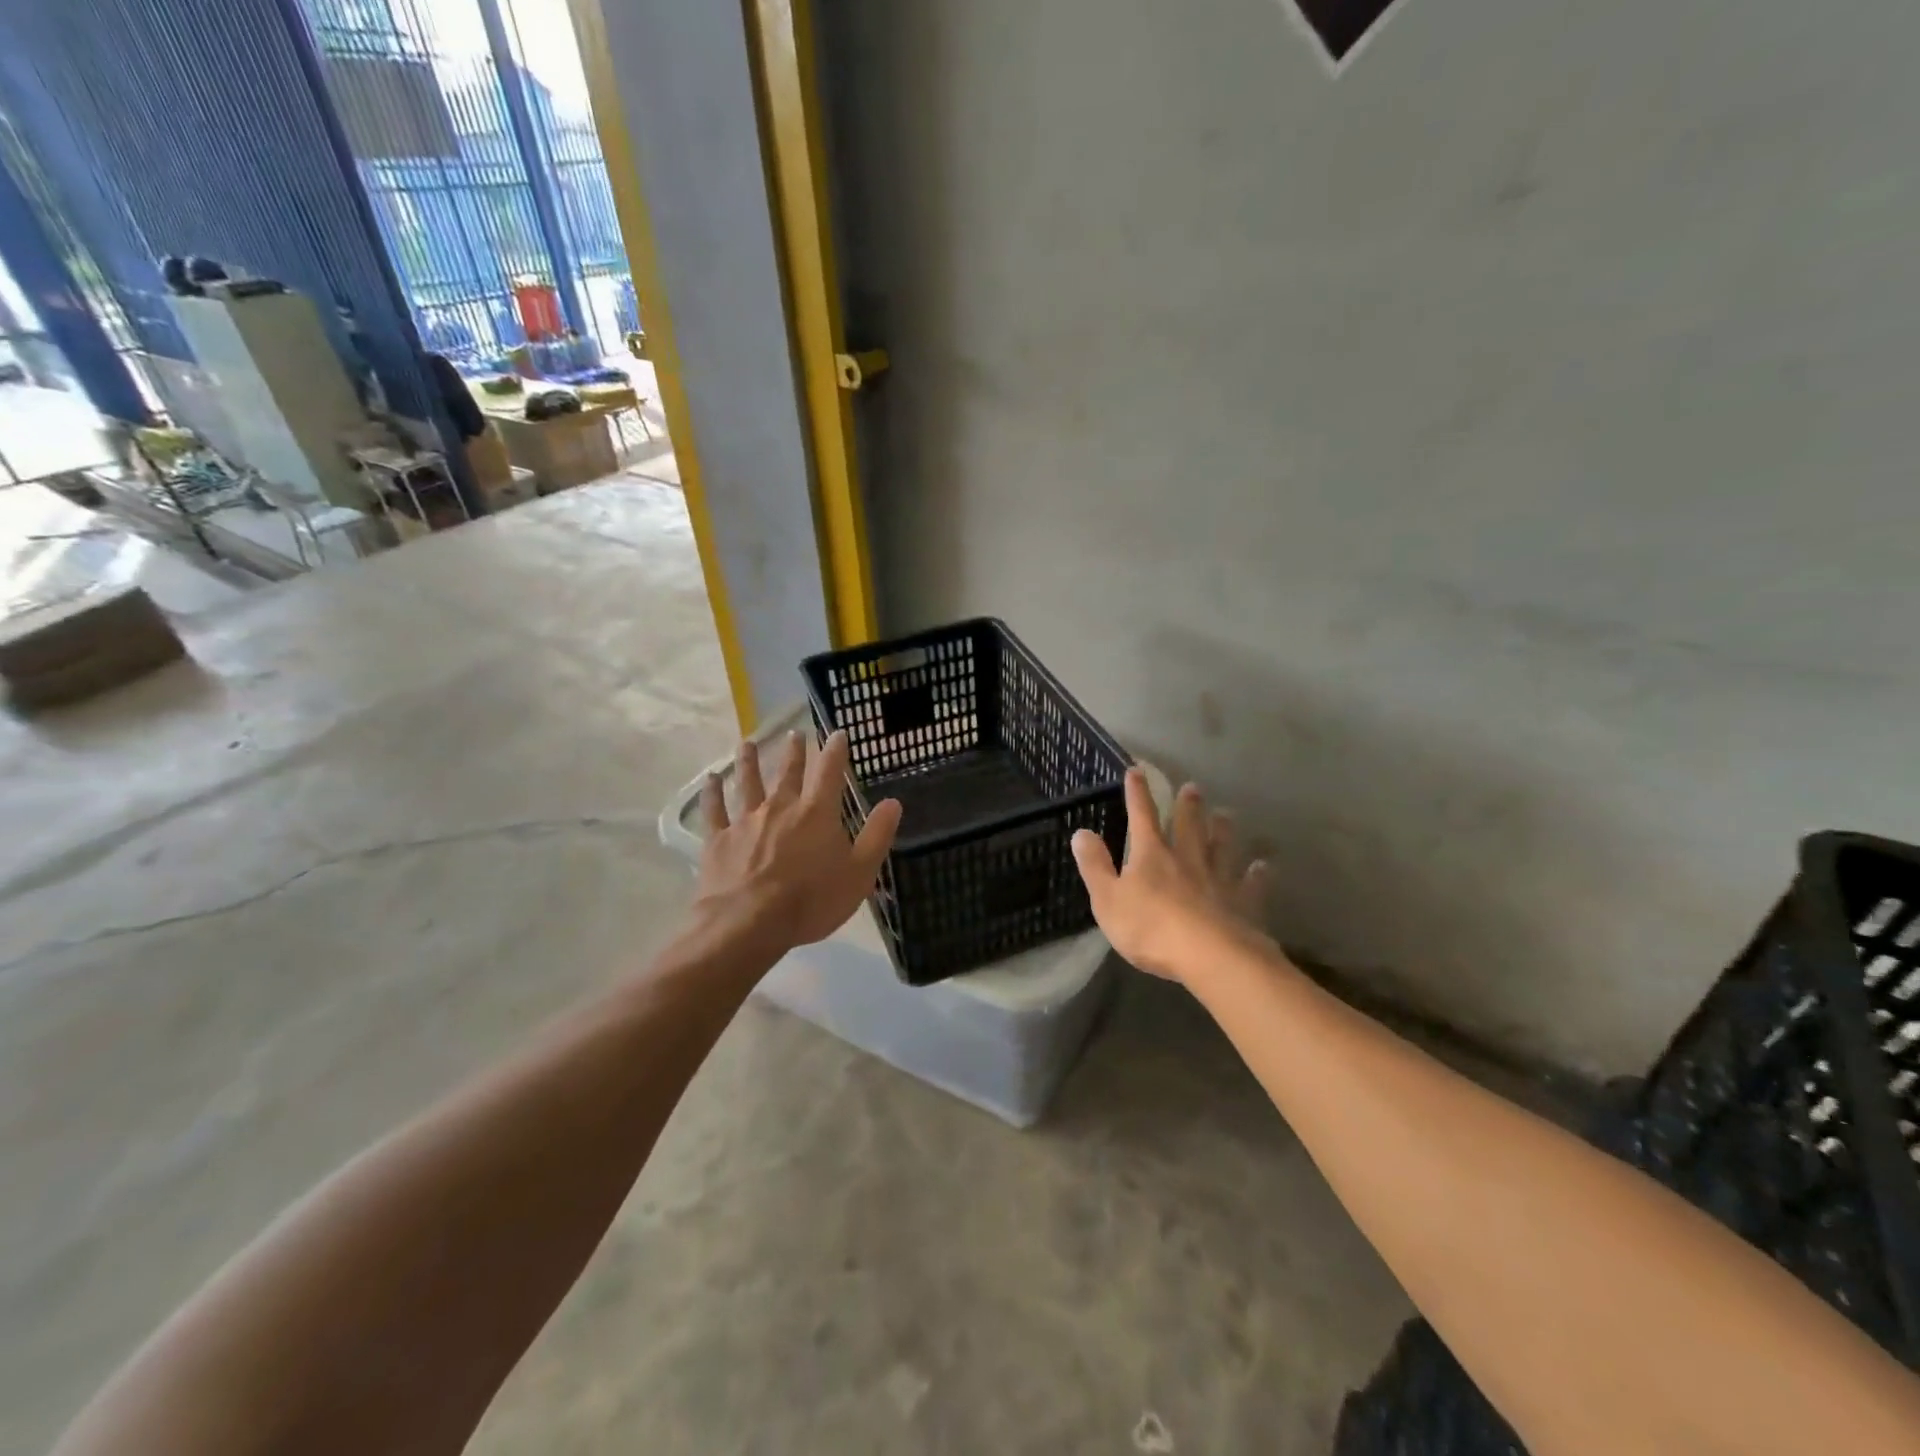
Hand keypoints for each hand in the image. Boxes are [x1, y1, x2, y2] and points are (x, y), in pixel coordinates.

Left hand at [694, 729, 901, 958]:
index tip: (838, 733)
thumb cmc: (811, 900)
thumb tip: (893, 802)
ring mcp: (746, 820)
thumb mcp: (859, 873)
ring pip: (748, 782)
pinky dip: (713, 792)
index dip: (835, 750)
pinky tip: (711, 779)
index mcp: (817, 813)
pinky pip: (714, 809)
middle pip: (788, 772)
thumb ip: (877, 835)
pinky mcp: (719, 839)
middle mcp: (781, 806)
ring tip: (748, 743)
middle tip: (794, 733)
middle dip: (794, 751)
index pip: (830, 772)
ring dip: (750, 762)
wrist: (748, 923)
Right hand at [1071, 770, 1272, 982]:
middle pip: (1187, 826)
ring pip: (1220, 847)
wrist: (1209, 956)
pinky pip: (1250, 884)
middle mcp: (1186, 859)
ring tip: (1225, 813)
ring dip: (1222, 829)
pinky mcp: (1242, 903)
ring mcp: (1218, 879)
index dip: (1137, 794)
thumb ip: (1095, 865)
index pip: (1141, 817)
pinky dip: (1256, 874)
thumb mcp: (1107, 899)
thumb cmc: (1150, 928)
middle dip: (1187, 806)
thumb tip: (1081, 832)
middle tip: (1193, 787)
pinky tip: (1262, 866)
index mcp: (1151, 856)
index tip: (1136, 771)